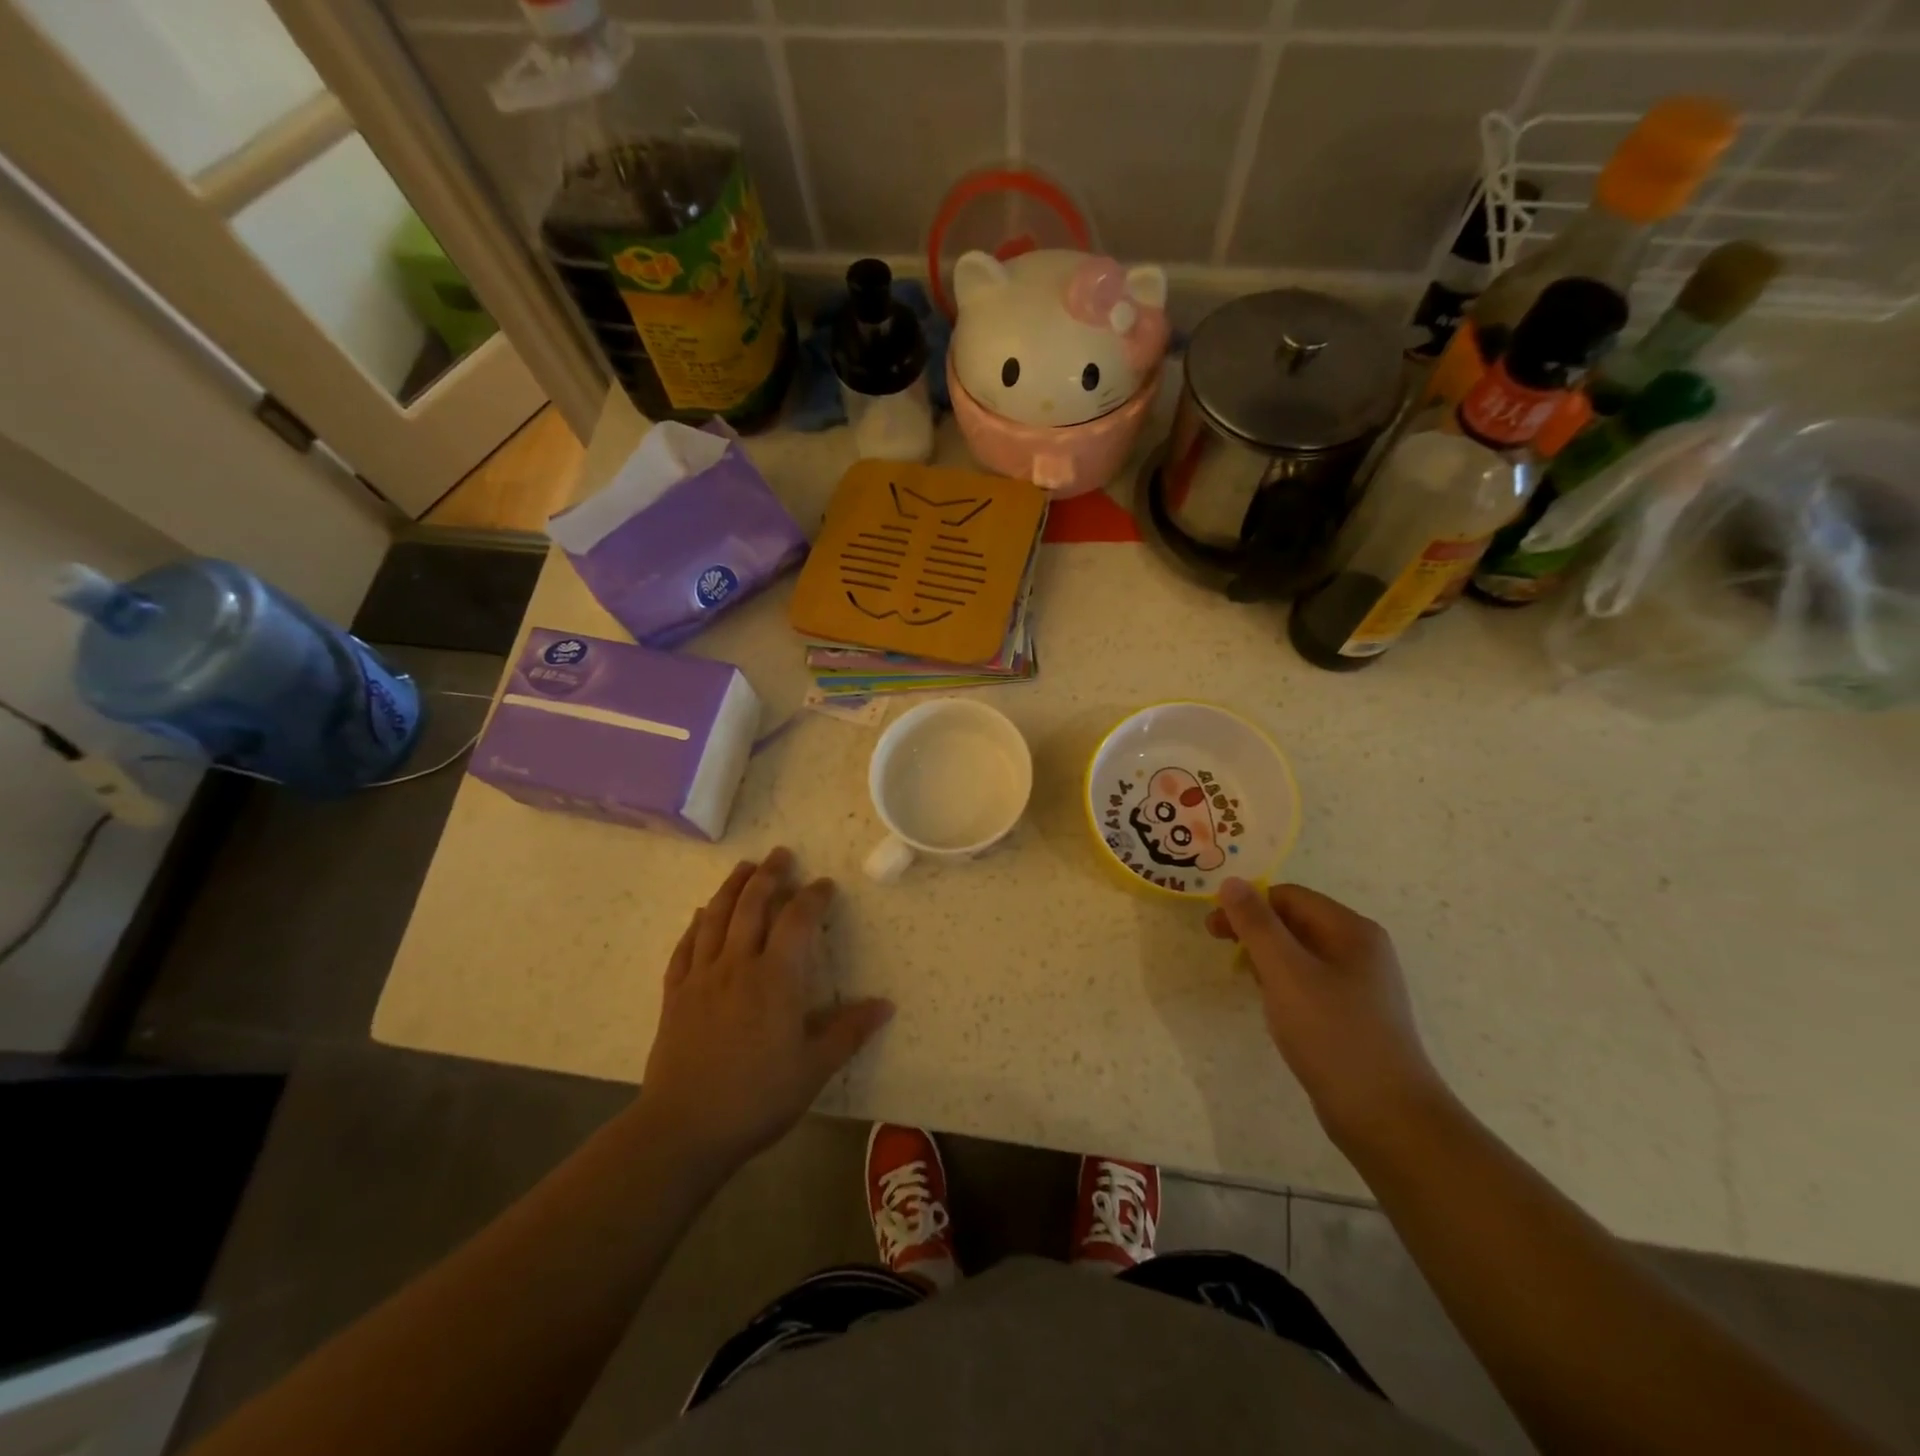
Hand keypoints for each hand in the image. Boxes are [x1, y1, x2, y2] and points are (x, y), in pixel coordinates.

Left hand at [642, 848, 893, 1172]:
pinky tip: (701, 915)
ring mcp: (701, 977)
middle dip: (769, 875)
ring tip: (743, 867)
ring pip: (716, 917)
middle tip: (780, 854)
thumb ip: (849, 1031)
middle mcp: (738, 965)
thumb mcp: (814, 1068)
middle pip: (752, 905)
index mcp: (776, 978)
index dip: (812, 897)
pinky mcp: (675, 995)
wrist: (684, 1128)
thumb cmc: (758, 1097)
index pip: (797, 920)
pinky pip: (685, 947)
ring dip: (731, 888)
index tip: (824, 885)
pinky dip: (696, 924)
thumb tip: (886, 1005)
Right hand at [1209, 879, 1447, 1148]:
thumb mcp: (1285, 972)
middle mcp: (1362, 949)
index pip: (1289, 896)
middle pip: (1296, 921)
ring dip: (1268, 958)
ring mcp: (1362, 984)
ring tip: (1246, 981)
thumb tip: (1231, 882)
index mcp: (1352, 930)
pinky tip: (1274, 1007)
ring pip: (1302, 954)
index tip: (1215, 929)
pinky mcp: (1356, 1015)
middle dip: (1255, 931)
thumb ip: (1255, 924)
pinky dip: (1285, 984)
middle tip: (1221, 949)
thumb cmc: (1332, 1034)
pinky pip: (1312, 982)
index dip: (1248, 905)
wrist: (1386, 1116)